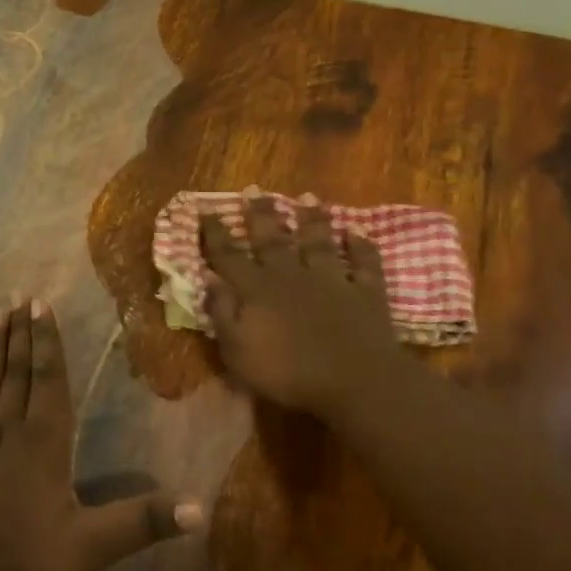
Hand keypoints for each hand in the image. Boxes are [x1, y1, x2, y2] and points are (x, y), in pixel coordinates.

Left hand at [0, 299, 203, 570]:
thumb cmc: (19, 564)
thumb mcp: (89, 549)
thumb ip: (141, 523)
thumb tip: (201, 509)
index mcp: (44, 442)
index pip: (50, 379)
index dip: (48, 341)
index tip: (41, 305)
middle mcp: (9, 429)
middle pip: (19, 371)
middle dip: (23, 333)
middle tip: (20, 295)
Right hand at [199, 195, 407, 422]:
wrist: (354, 380)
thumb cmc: (288, 373)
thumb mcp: (237, 351)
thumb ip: (222, 313)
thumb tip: (208, 279)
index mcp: (257, 290)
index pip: (229, 256)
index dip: (215, 233)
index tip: (205, 209)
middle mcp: (291, 276)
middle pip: (272, 239)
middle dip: (260, 214)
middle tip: (253, 189)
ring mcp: (331, 281)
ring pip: (319, 243)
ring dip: (312, 220)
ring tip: (308, 198)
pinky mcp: (365, 293)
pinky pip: (363, 264)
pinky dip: (361, 247)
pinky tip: (357, 232)